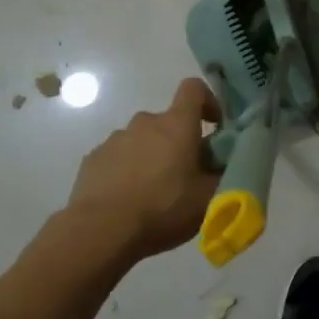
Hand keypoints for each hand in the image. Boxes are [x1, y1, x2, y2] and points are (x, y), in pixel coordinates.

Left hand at [67, 78, 221, 259]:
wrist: (102, 230)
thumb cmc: (163, 209)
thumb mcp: (208, 199)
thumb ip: (222, 174)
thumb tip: (225, 163)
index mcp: (176, 124)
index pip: (194, 88)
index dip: (207, 101)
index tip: (214, 127)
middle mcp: (145, 122)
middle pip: (168, 121)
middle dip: (179, 141)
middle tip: (186, 176)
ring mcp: (115, 139)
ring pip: (142, 140)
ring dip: (151, 156)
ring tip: (154, 193)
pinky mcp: (93, 158)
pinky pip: (118, 157)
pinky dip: (127, 170)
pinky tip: (127, 200)